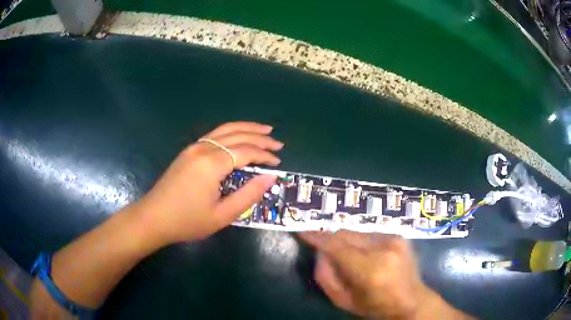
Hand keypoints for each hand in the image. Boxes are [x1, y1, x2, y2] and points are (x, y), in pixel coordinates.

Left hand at [135, 121, 282, 244]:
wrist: (154, 218)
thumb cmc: (187, 221)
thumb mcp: (222, 215)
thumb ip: (248, 195)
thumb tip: (271, 177)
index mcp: (212, 164)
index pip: (246, 151)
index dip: (264, 155)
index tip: (278, 162)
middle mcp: (203, 149)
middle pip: (237, 135)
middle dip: (259, 138)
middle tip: (278, 143)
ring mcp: (193, 147)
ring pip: (224, 130)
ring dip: (246, 128)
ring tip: (264, 130)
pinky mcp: (188, 151)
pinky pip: (214, 135)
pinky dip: (231, 132)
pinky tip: (238, 136)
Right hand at [300, 231, 469, 318]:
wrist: (412, 300)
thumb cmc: (375, 306)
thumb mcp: (343, 300)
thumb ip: (325, 276)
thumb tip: (320, 252)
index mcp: (369, 269)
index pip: (336, 245)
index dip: (316, 236)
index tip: (302, 230)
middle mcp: (383, 248)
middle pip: (346, 234)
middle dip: (330, 239)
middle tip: (321, 247)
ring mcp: (393, 239)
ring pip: (357, 232)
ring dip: (346, 241)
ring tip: (347, 257)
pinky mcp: (399, 235)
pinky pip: (369, 233)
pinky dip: (360, 241)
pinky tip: (363, 255)